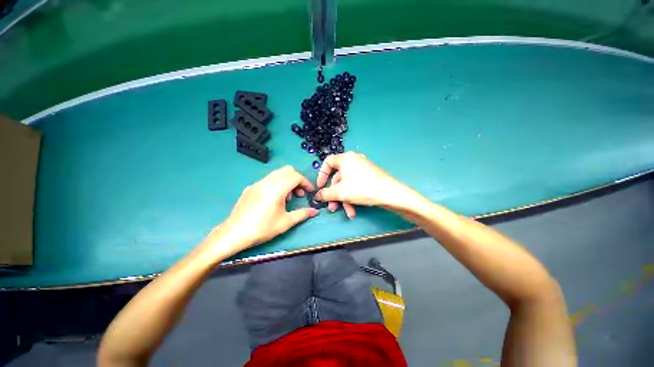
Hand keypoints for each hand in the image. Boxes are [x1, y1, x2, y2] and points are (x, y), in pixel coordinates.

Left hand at [213, 166, 317, 252]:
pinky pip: (268, 180)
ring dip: (287, 181)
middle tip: (299, 194)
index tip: (310, 192)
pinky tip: (273, 200)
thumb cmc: (262, 228)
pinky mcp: (250, 188)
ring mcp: (257, 184)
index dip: (306, 182)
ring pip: (277, 174)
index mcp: (277, 188)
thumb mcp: (286, 222)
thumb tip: (315, 211)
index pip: (296, 176)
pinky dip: (277, 184)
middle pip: (287, 170)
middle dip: (297, 179)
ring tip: (287, 198)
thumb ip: (302, 214)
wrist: (234, 233)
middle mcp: (267, 181)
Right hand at [315, 152, 416, 217]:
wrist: (390, 194)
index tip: (320, 187)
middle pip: (338, 178)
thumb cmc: (362, 188)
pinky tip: (354, 210)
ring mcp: (363, 169)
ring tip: (347, 212)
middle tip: (333, 207)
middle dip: (335, 195)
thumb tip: (317, 196)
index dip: (321, 175)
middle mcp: (354, 161)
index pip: (328, 162)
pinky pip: (356, 185)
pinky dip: (353, 197)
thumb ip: (325, 193)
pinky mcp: (369, 177)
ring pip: (347, 184)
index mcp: (345, 159)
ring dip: (344, 199)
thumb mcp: (340, 192)